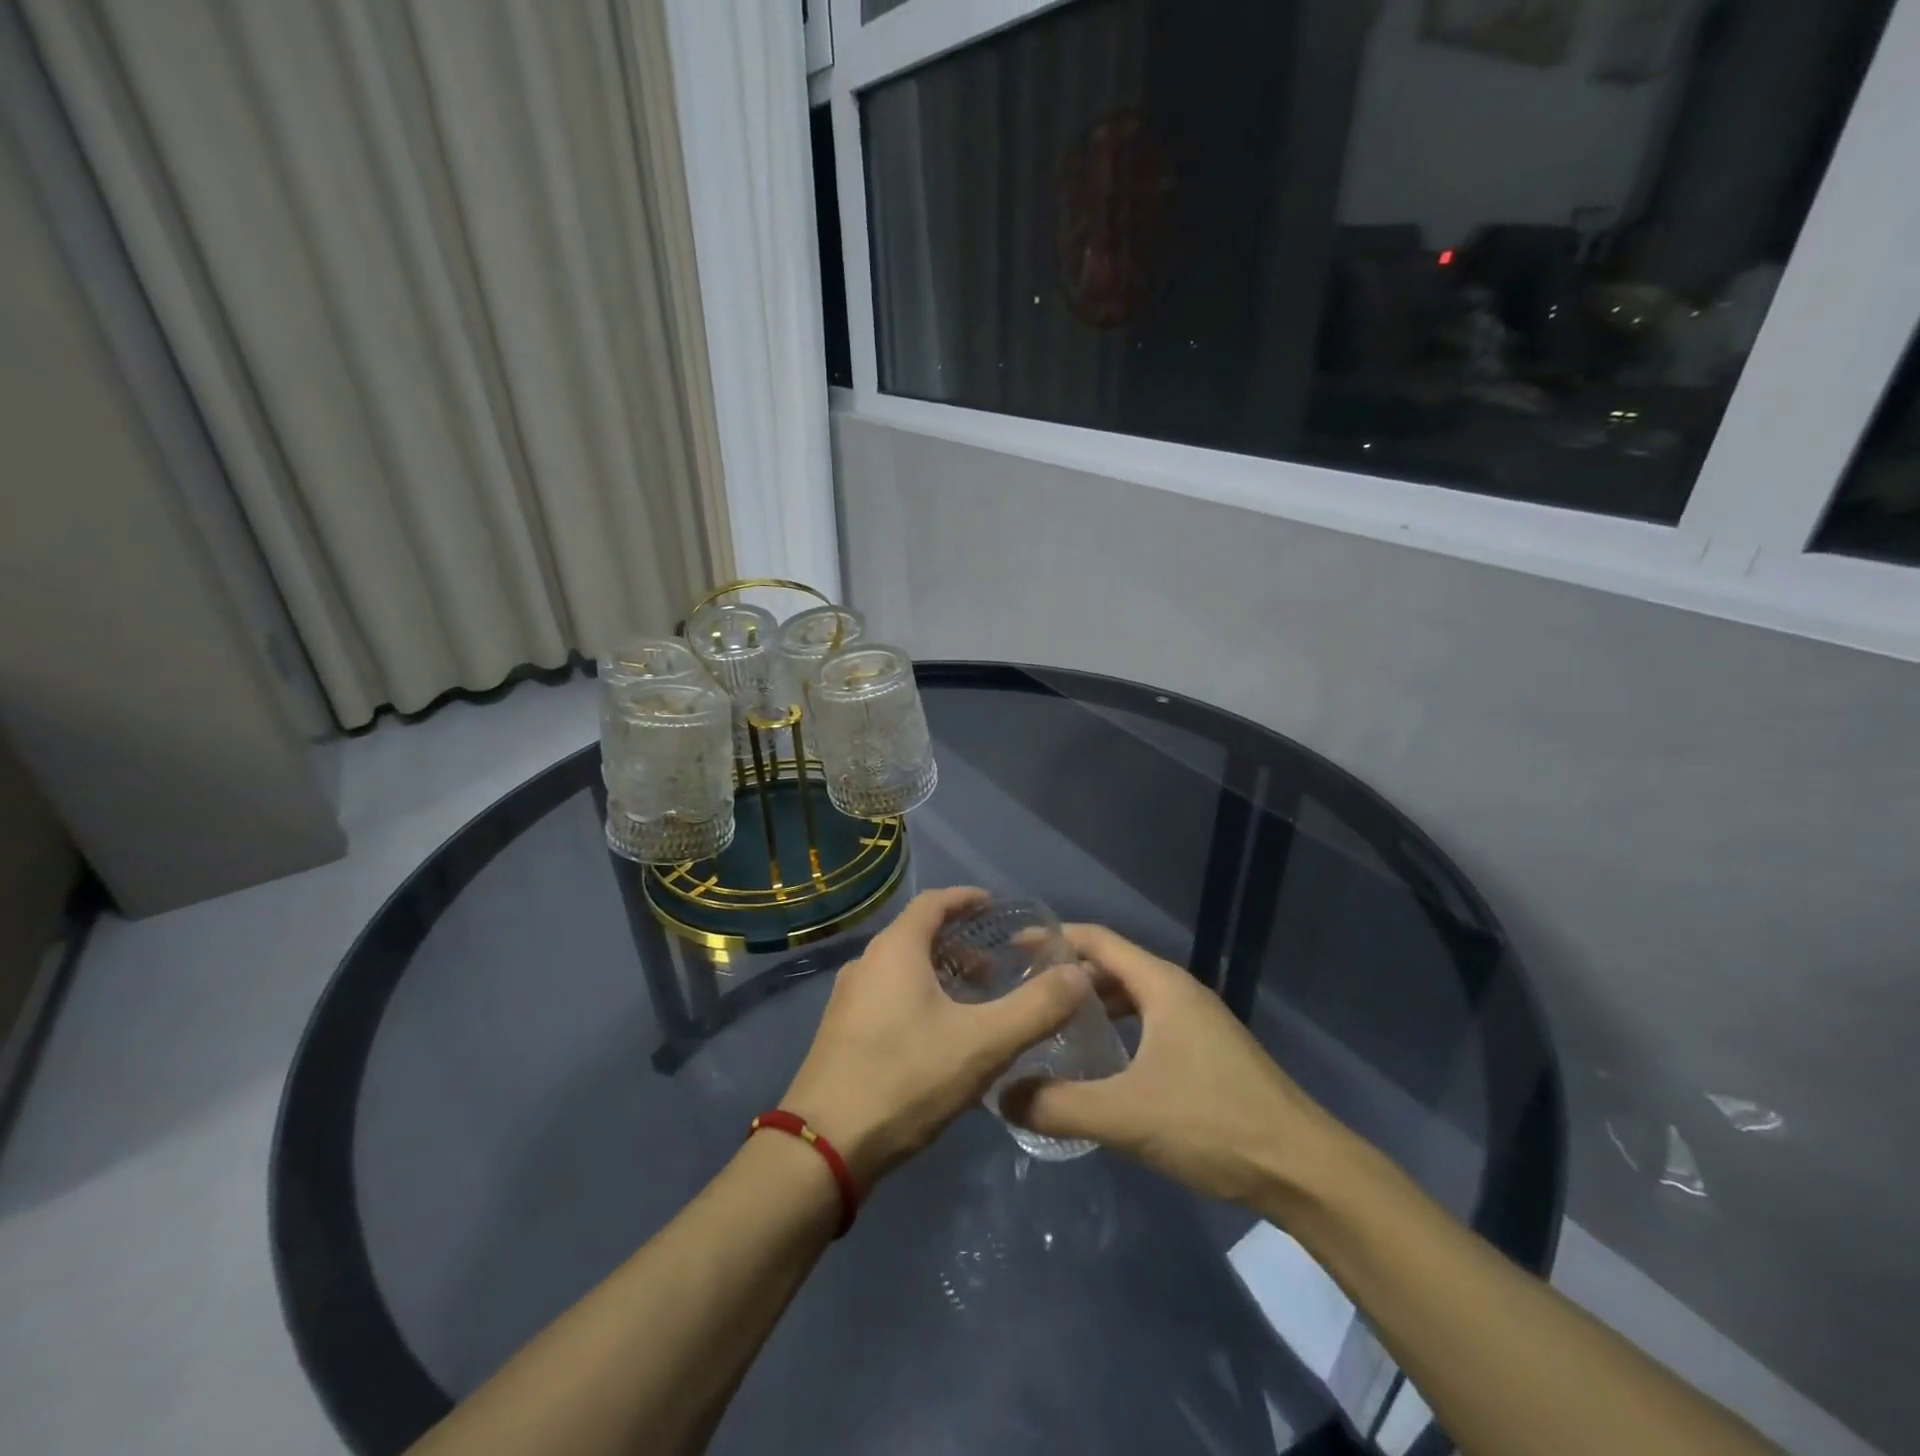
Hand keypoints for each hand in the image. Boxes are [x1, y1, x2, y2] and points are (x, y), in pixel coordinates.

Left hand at [782, 887, 1092, 1190]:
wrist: (823, 1147)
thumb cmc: (906, 1078)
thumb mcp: (982, 1044)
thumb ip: (1035, 1009)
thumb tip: (1078, 975)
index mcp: (896, 950)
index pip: (934, 902)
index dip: (966, 898)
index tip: (996, 906)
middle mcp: (867, 963)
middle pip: (918, 935)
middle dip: (960, 942)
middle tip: (996, 966)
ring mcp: (848, 999)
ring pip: (902, 968)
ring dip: (940, 973)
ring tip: (975, 1002)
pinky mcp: (841, 1032)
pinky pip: (888, 995)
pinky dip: (920, 996)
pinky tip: (940, 1036)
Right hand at [1001, 924, 1341, 1207]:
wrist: (1304, 1170)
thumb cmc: (1213, 1123)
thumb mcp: (1126, 1115)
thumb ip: (1059, 1104)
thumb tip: (1002, 1095)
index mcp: (1161, 985)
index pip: (1096, 940)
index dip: (1053, 938)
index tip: (1010, 948)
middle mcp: (1179, 991)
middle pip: (1111, 965)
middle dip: (1066, 975)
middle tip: (1022, 994)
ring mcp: (1197, 1021)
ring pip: (1132, 997)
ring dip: (1092, 1005)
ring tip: (1051, 1024)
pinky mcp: (1207, 1051)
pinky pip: (1148, 1022)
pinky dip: (1117, 1029)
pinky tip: (1100, 1061)